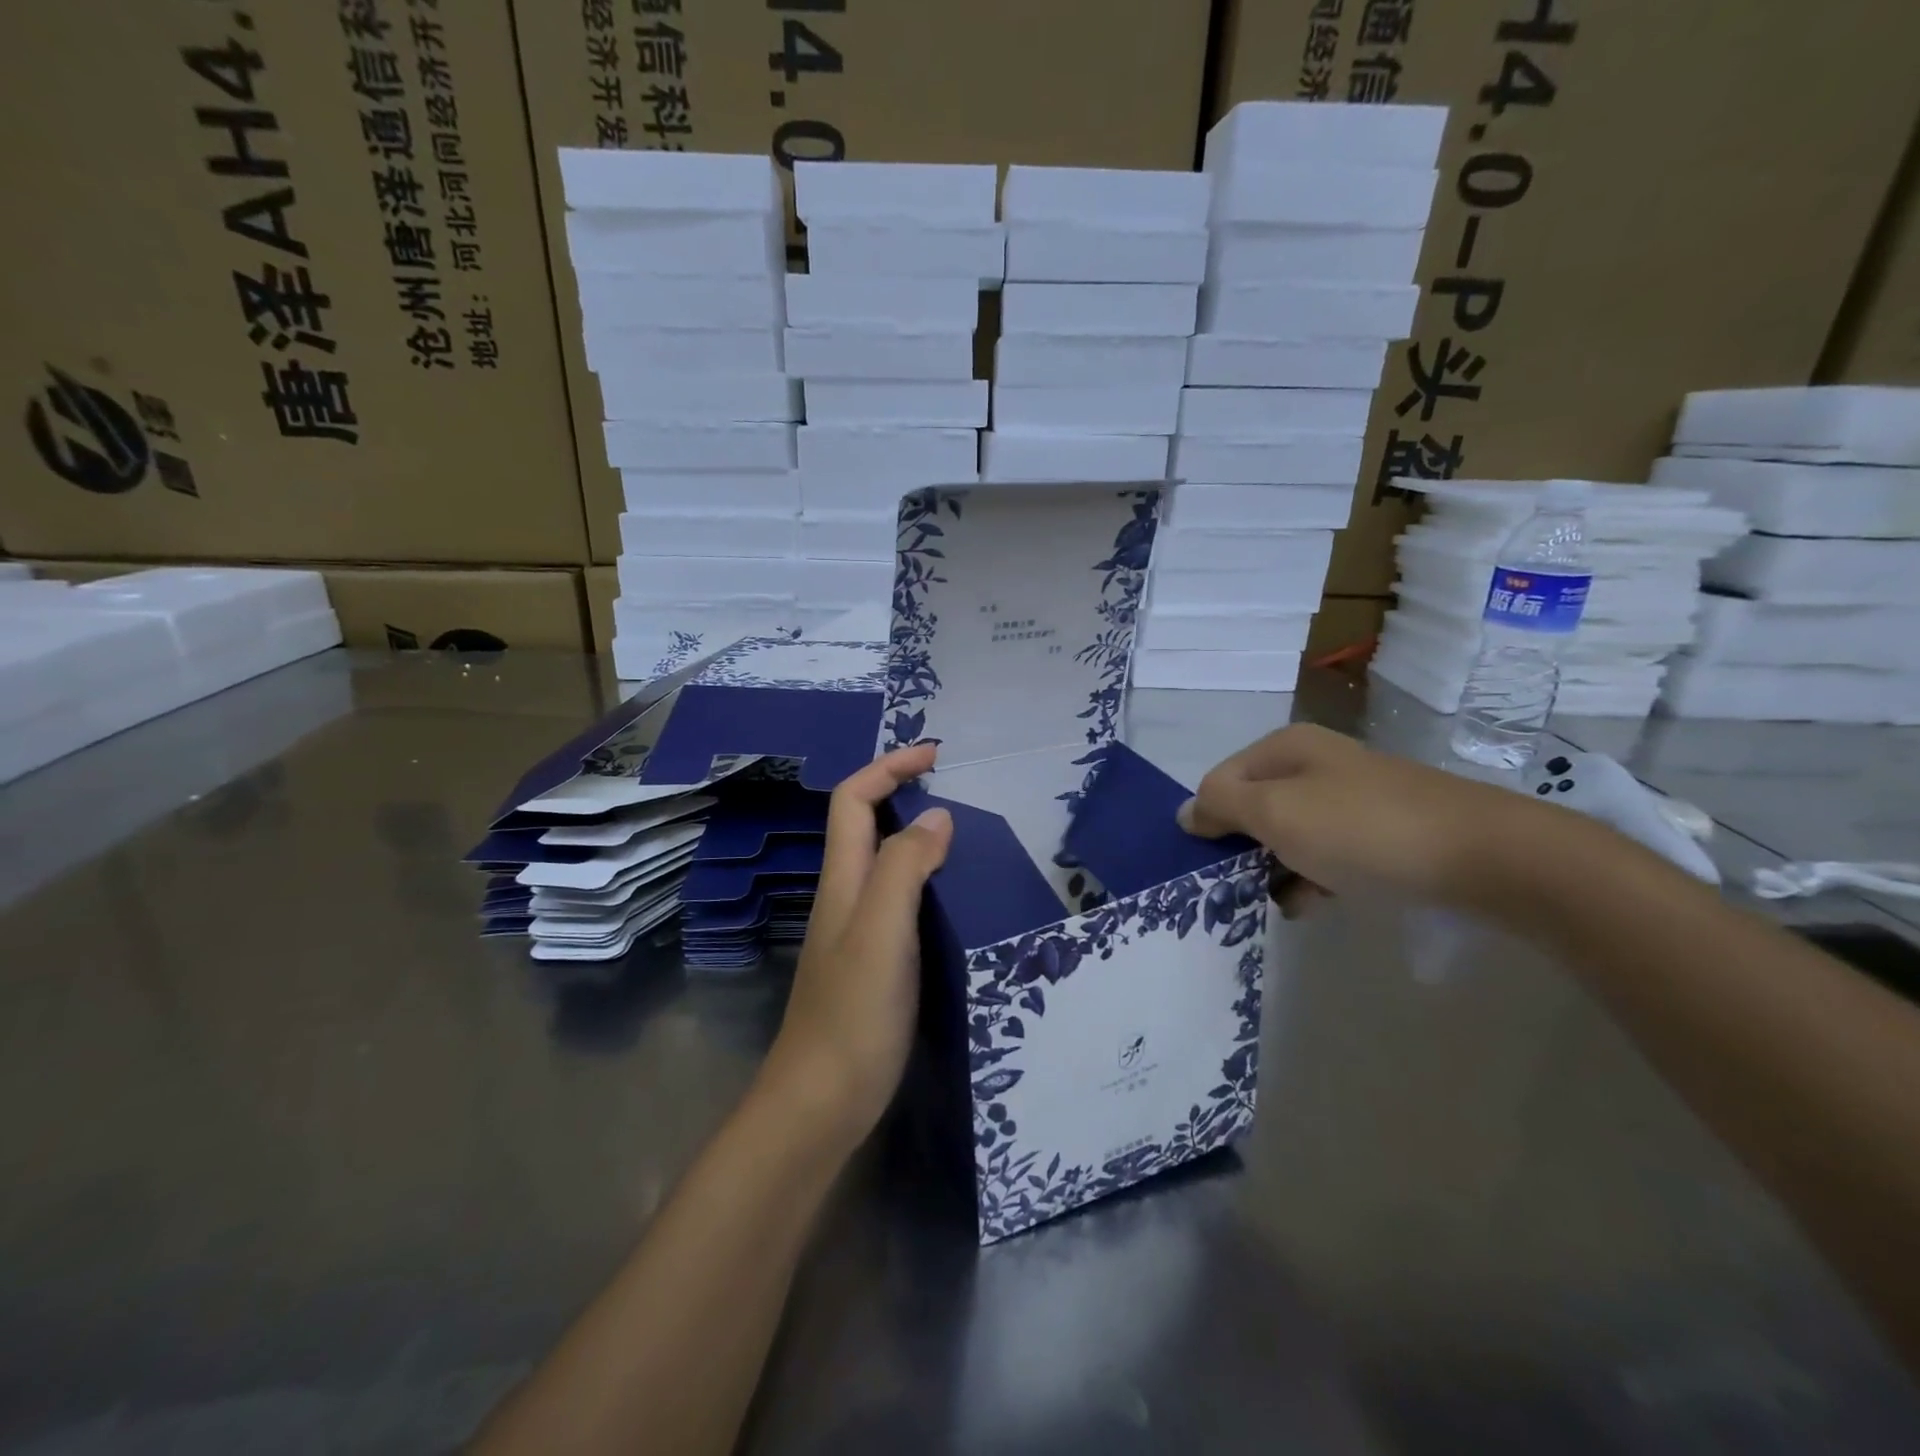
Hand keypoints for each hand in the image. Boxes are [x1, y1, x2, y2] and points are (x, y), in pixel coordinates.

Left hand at [765, 744, 952, 1148]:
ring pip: (884, 861)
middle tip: (956, 787)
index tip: (935, 754)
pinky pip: (900, 899)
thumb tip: (935, 816)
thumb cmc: (853, 1014)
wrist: (823, 1102)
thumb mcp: (882, 931)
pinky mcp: (875, 961)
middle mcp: (847, 896)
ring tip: (967, 833)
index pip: (854, 799)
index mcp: (844, 880)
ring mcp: (858, 931)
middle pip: (865, 823)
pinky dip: (926, 878)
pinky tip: (956, 897)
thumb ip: (904, 868)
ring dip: (917, 833)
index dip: (888, 766)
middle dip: (902, 790)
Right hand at [1177, 724, 1542, 911]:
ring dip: (1277, 869)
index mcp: (1286, 748)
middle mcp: (1315, 764)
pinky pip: (1326, 852)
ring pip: (1289, 835)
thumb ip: (1222, 806)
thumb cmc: (1363, 830)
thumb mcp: (1277, 813)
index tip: (1212, 864)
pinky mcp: (1380, 831)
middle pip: (1254, 808)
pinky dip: (1314, 877)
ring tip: (1281, 902)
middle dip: (1243, 849)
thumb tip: (1187, 812)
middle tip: (1241, 888)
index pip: (1220, 781)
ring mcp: (1350, 797)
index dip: (1210, 821)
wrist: (1486, 857)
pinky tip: (1316, 903)